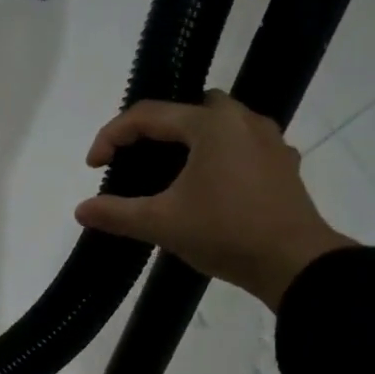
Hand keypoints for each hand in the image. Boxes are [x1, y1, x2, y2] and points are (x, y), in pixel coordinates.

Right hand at [75, 92, 355, 308]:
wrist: (294, 264)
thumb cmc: (225, 233)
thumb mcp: (162, 224)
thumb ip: (117, 213)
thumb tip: (81, 210)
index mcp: (211, 124)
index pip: (148, 116)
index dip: (112, 136)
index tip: (94, 166)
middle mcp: (242, 120)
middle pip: (186, 110)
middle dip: (153, 130)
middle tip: (133, 160)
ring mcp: (268, 140)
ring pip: (217, 124)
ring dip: (187, 140)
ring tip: (167, 172)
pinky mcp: (282, 164)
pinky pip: (239, 144)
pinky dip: (215, 155)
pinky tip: (207, 184)